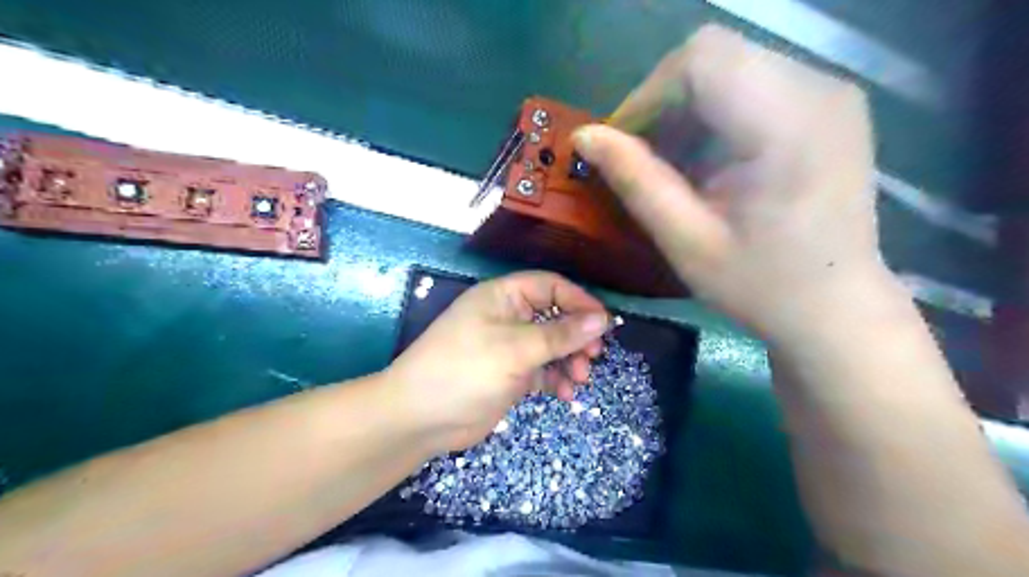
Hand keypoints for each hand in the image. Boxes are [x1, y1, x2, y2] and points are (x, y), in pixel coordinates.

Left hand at [385, 273, 608, 452]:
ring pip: (552, 346)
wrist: (421, 418)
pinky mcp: (510, 374)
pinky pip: (542, 370)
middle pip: (555, 317)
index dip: (579, 302)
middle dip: (576, 337)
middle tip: (593, 357)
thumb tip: (602, 319)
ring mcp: (509, 347)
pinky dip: (556, 379)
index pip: (550, 286)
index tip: (604, 324)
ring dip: (569, 361)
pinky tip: (565, 394)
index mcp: (503, 297)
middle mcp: (507, 317)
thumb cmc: (466, 370)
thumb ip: (561, 334)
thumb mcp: (516, 349)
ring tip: (579, 380)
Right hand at [576, 24, 889, 342]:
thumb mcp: (686, 241)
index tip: (620, 143)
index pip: (702, 60)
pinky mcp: (827, 106)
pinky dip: (713, 116)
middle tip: (639, 157)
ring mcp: (829, 94)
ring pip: (730, 66)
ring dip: (686, 110)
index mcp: (789, 125)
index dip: (648, 95)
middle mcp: (819, 90)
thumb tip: (584, 136)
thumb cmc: (761, 286)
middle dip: (664, 102)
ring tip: (670, 164)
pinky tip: (704, 161)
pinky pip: (752, 84)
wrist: (835, 308)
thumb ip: (635, 181)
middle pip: (716, 56)